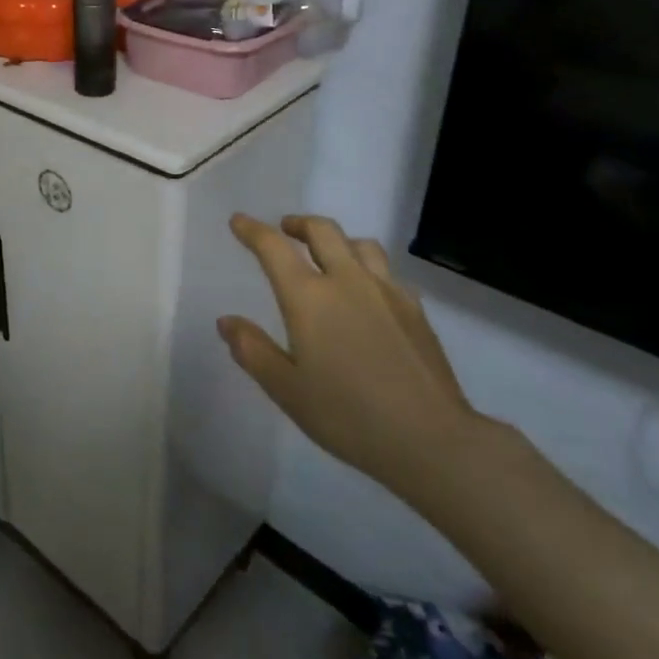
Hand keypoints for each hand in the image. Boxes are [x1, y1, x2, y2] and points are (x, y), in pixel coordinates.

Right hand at [218, 214, 481, 501]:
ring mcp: (387, 292)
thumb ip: (252, 351)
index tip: (239, 221)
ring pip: (360, 244)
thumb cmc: (347, 415)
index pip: (274, 248)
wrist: (431, 438)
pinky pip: (386, 271)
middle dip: (299, 223)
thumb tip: (227, 322)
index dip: (253, 230)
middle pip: (322, 231)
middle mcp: (347, 281)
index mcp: (309, 298)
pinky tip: (367, 293)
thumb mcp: (286, 389)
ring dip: (337, 240)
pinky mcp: (415, 309)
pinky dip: (368, 268)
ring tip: (327, 255)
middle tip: (285, 230)